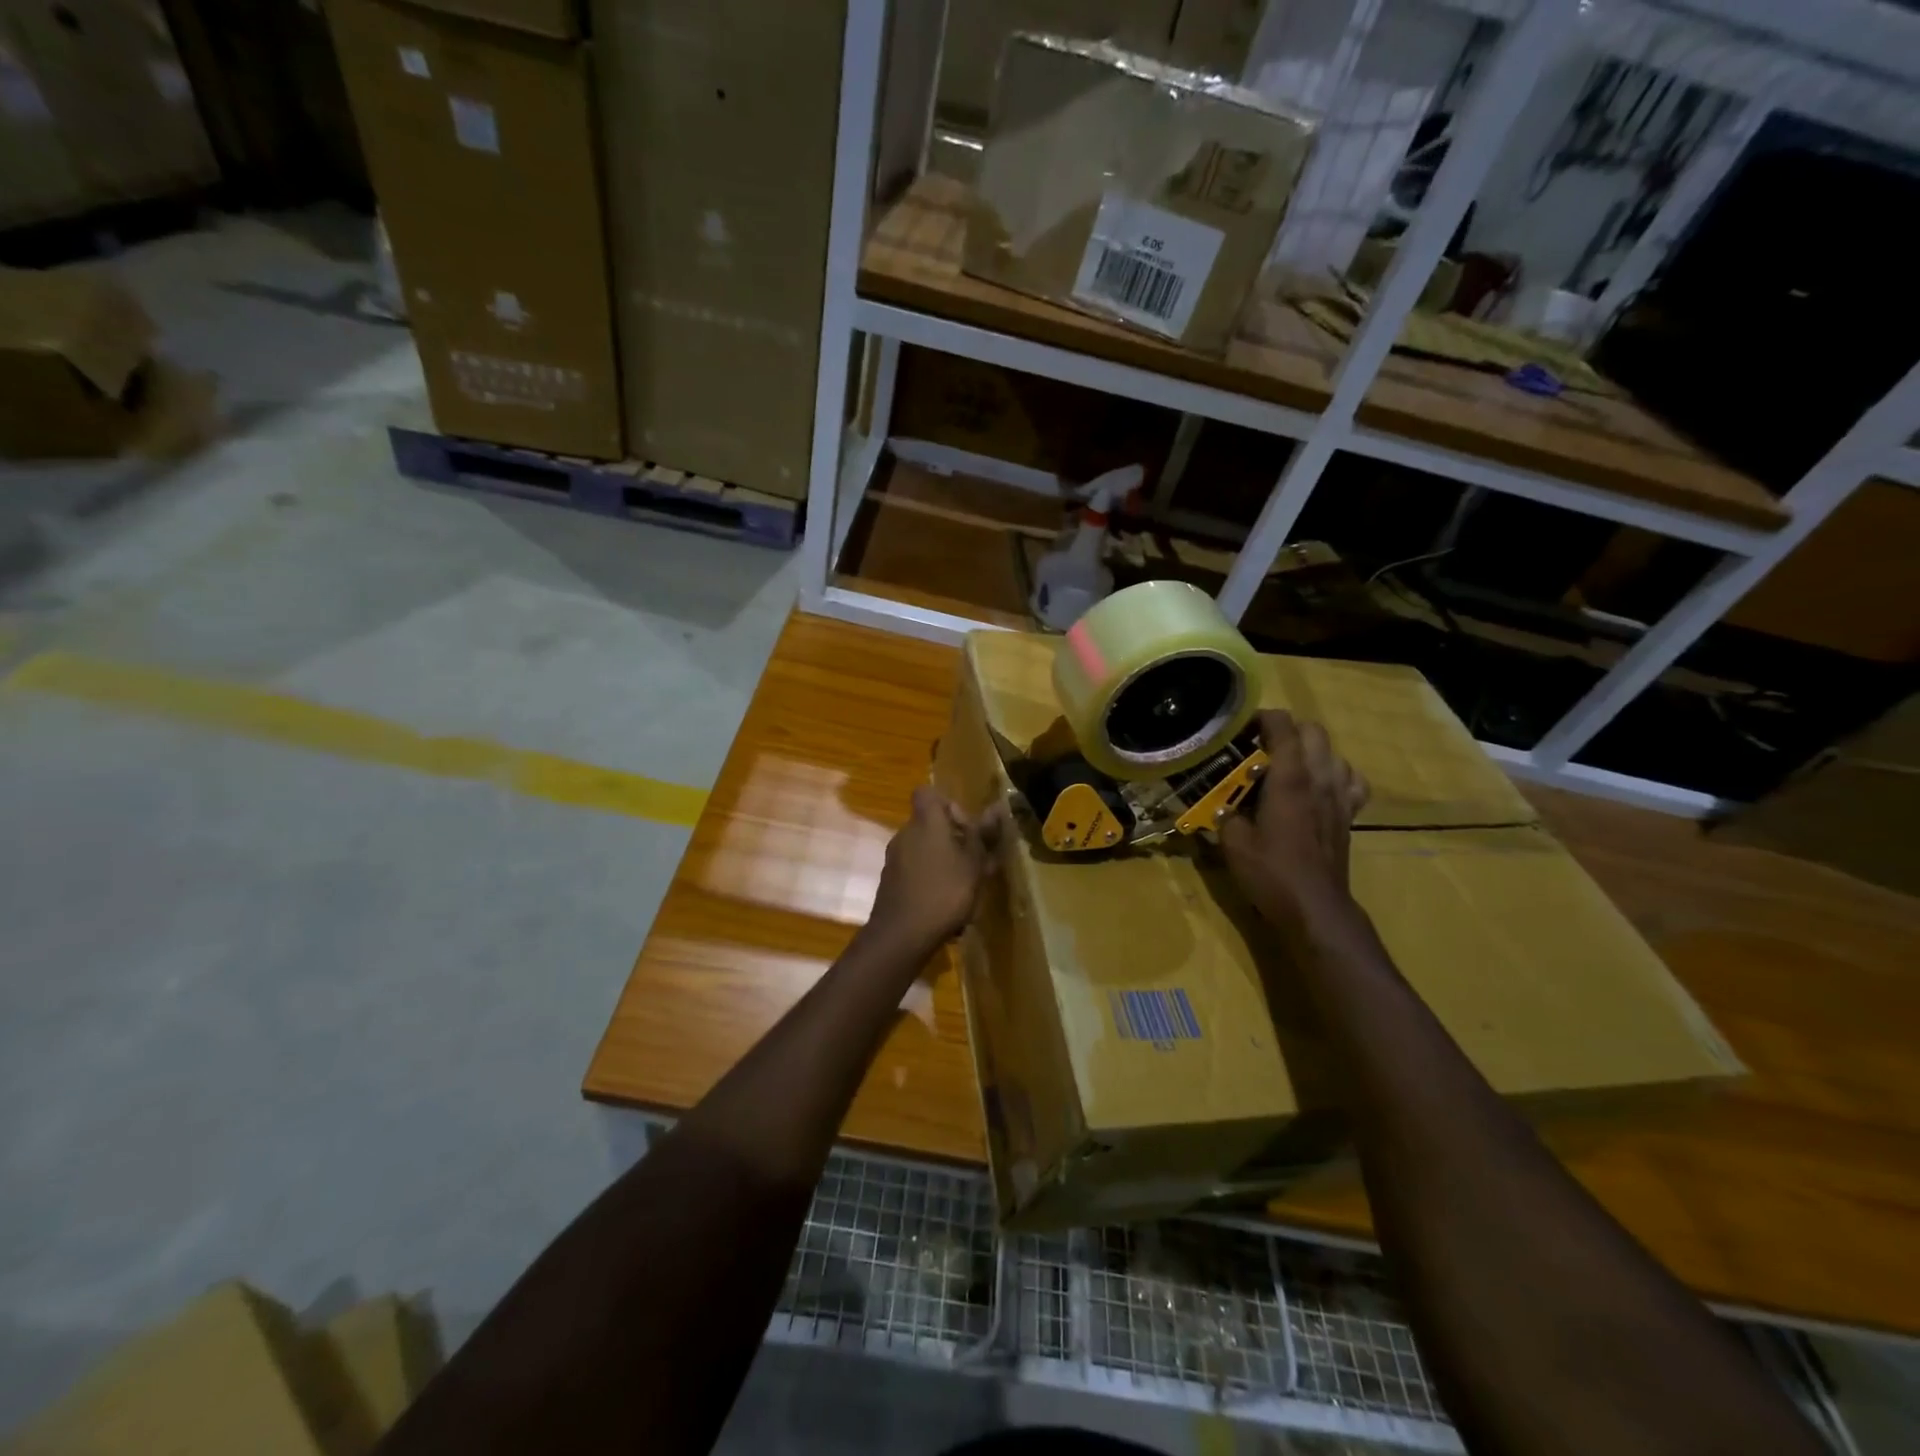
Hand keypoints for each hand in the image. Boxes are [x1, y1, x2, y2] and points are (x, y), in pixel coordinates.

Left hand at [869, 787, 1004, 949]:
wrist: (901, 935)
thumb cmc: (945, 892)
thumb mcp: (974, 864)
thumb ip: (982, 835)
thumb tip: (995, 808)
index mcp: (926, 822)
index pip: (927, 793)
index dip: (948, 804)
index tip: (966, 827)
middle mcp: (905, 833)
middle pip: (929, 823)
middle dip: (952, 838)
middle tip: (975, 862)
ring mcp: (894, 858)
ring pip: (923, 848)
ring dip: (943, 860)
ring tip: (965, 886)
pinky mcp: (890, 881)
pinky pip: (915, 869)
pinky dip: (930, 878)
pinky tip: (945, 904)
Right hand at [1218, 709, 1368, 919]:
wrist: (1315, 908)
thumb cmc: (1271, 873)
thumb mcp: (1233, 842)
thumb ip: (1225, 813)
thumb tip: (1219, 803)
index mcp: (1289, 779)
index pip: (1283, 726)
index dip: (1261, 718)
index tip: (1240, 729)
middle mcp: (1319, 778)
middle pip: (1313, 731)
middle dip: (1286, 730)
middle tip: (1259, 747)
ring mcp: (1340, 796)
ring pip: (1333, 752)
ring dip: (1310, 750)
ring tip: (1286, 766)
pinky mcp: (1349, 814)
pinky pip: (1350, 779)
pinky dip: (1335, 774)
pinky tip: (1318, 786)